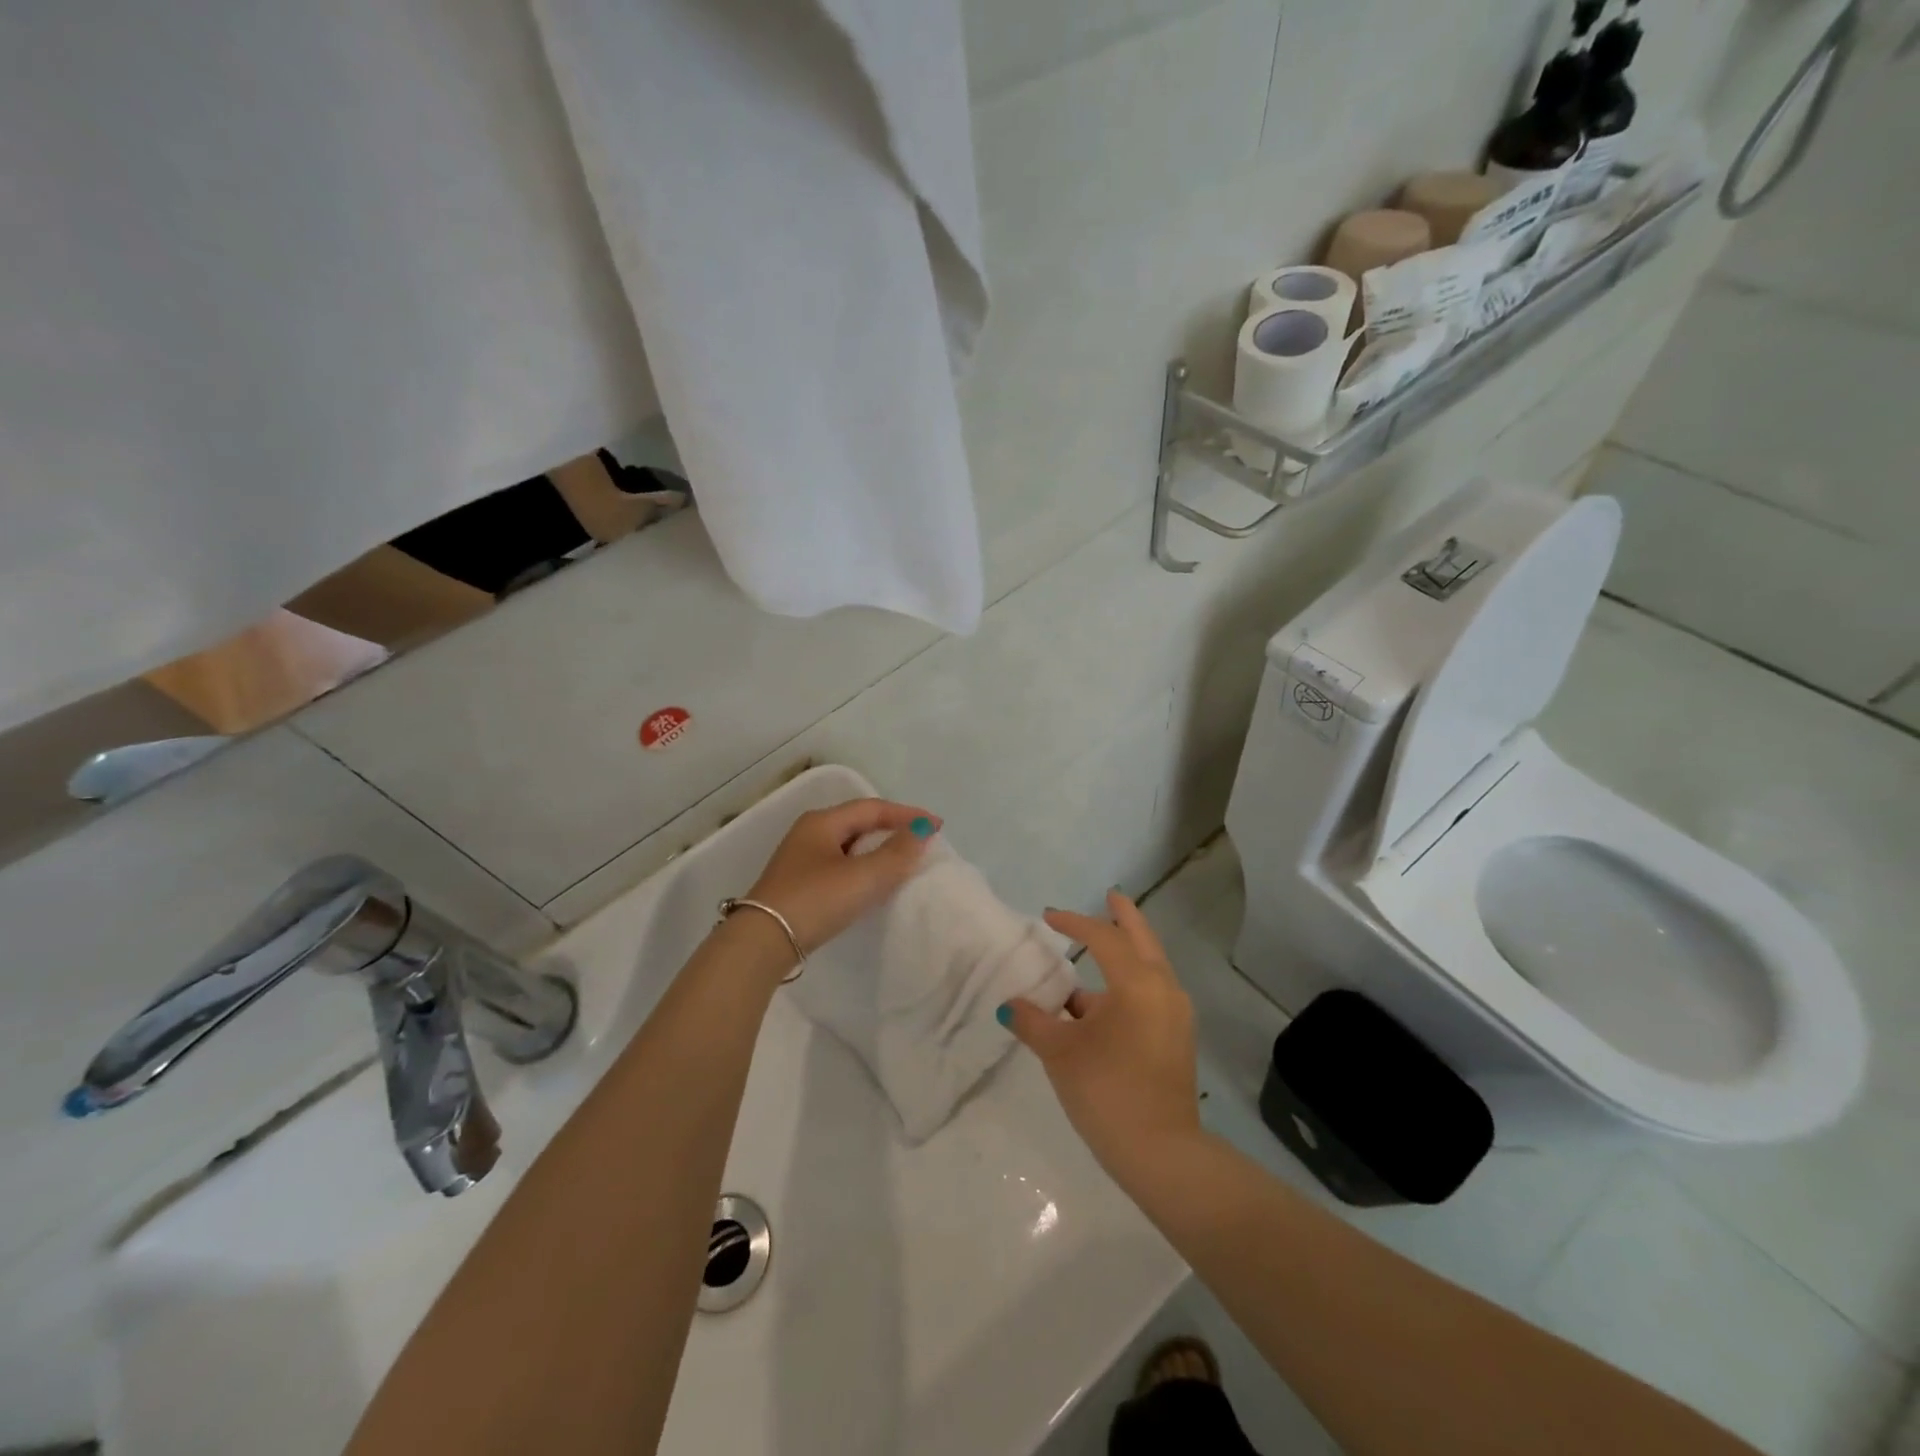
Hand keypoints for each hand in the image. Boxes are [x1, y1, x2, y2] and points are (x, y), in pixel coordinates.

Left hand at [744, 798, 940, 954]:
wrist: (762, 943)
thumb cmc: (815, 900)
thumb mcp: (863, 877)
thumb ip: (897, 853)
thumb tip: (921, 832)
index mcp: (822, 822)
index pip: (873, 808)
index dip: (907, 814)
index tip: (937, 826)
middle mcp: (809, 833)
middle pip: (858, 822)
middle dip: (891, 828)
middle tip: (920, 840)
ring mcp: (800, 859)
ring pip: (848, 845)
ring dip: (877, 849)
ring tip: (902, 861)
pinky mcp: (797, 884)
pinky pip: (839, 865)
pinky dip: (862, 867)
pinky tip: (870, 884)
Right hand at [1002, 892, 1201, 1179]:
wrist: (1161, 1153)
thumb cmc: (1107, 1092)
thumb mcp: (1060, 1053)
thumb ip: (1033, 1021)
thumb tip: (1011, 1005)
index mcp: (1137, 983)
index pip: (1104, 938)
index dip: (1074, 923)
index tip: (1048, 918)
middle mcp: (1164, 988)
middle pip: (1142, 938)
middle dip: (1124, 915)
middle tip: (1110, 896)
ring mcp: (1176, 1013)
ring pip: (1151, 965)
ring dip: (1126, 951)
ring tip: (1098, 948)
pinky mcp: (1177, 1036)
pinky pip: (1152, 990)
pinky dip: (1130, 980)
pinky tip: (1102, 1000)